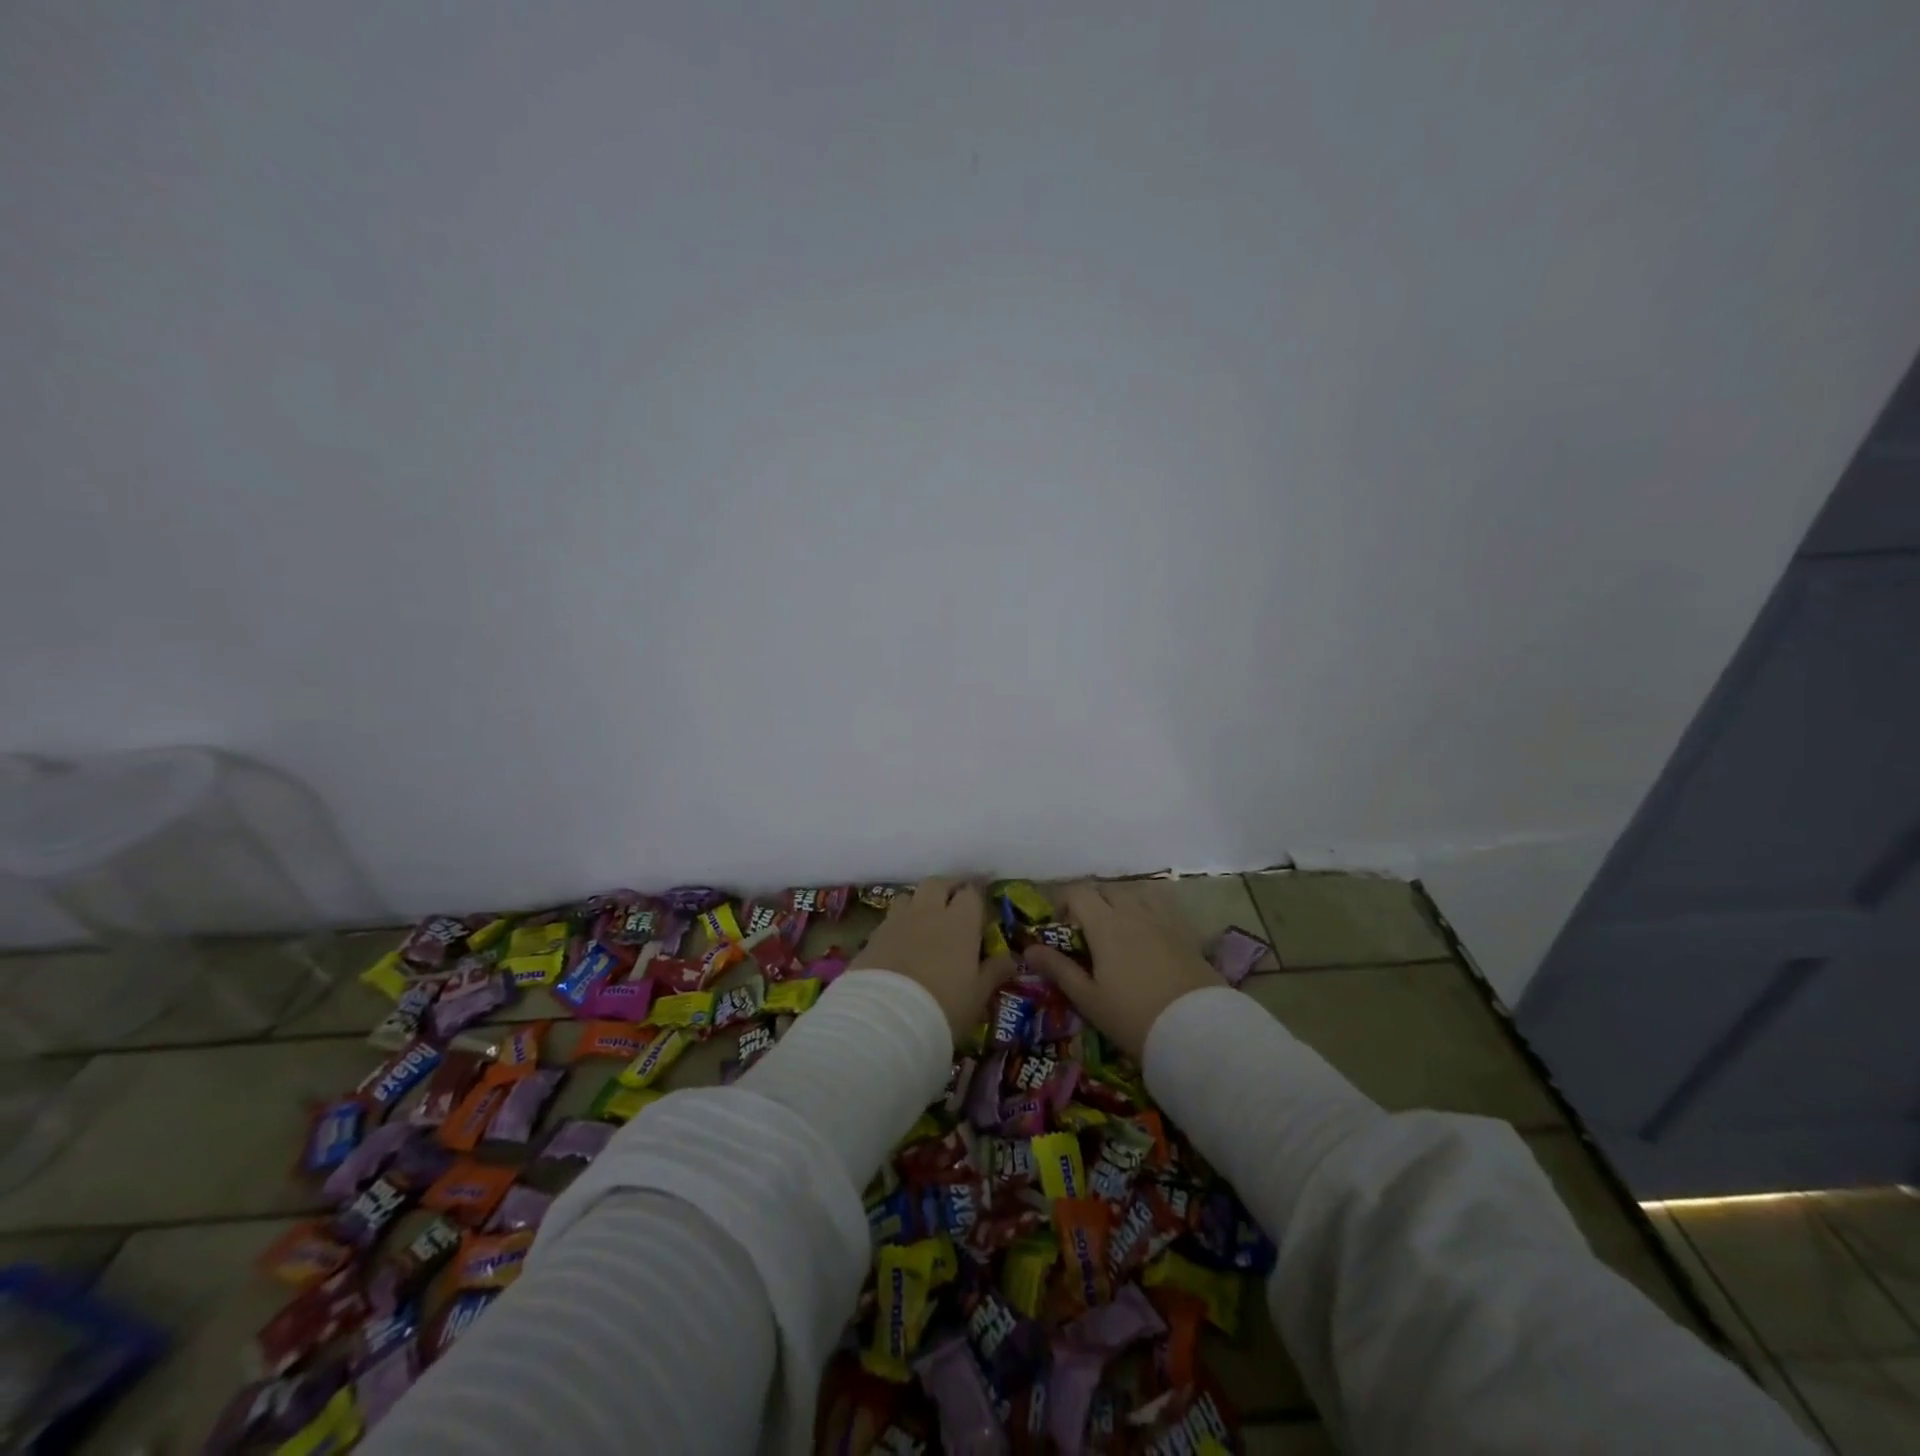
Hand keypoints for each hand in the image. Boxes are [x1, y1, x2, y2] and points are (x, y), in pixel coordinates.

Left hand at [850, 878, 1012, 1041]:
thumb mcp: (978, 995)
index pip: (971, 893)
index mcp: (960, 922)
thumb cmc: (944, 1006)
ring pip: (909, 896)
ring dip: (919, 902)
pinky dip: (898, 924)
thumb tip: (1011, 959)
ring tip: (925, 919)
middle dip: (947, 888)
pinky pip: (889, 919)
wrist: (887, 1019)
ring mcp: (897, 922)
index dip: (977, 895)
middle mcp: (928, 912)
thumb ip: (994, 972)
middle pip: (937, 883)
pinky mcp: (873, 937)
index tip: (981, 904)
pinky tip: (901, 942)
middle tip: (954, 902)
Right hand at [1021, 881, 1224, 1059]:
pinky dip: (1148, 910)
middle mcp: (1133, 912)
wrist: (1196, 1031)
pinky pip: (1161, 906)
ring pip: (1135, 894)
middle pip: (1106, 890)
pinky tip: (1149, 934)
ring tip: (1119, 931)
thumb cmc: (1133, 1017)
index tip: (1061, 927)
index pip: (1078, 893)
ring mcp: (1162, 919)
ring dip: (1121, 903)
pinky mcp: (1185, 931)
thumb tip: (1028, 949)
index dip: (1064, 903)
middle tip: (1088, 933)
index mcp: (1105, 924)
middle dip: (1092, 903)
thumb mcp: (1088, 998)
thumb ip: (1058, 969)